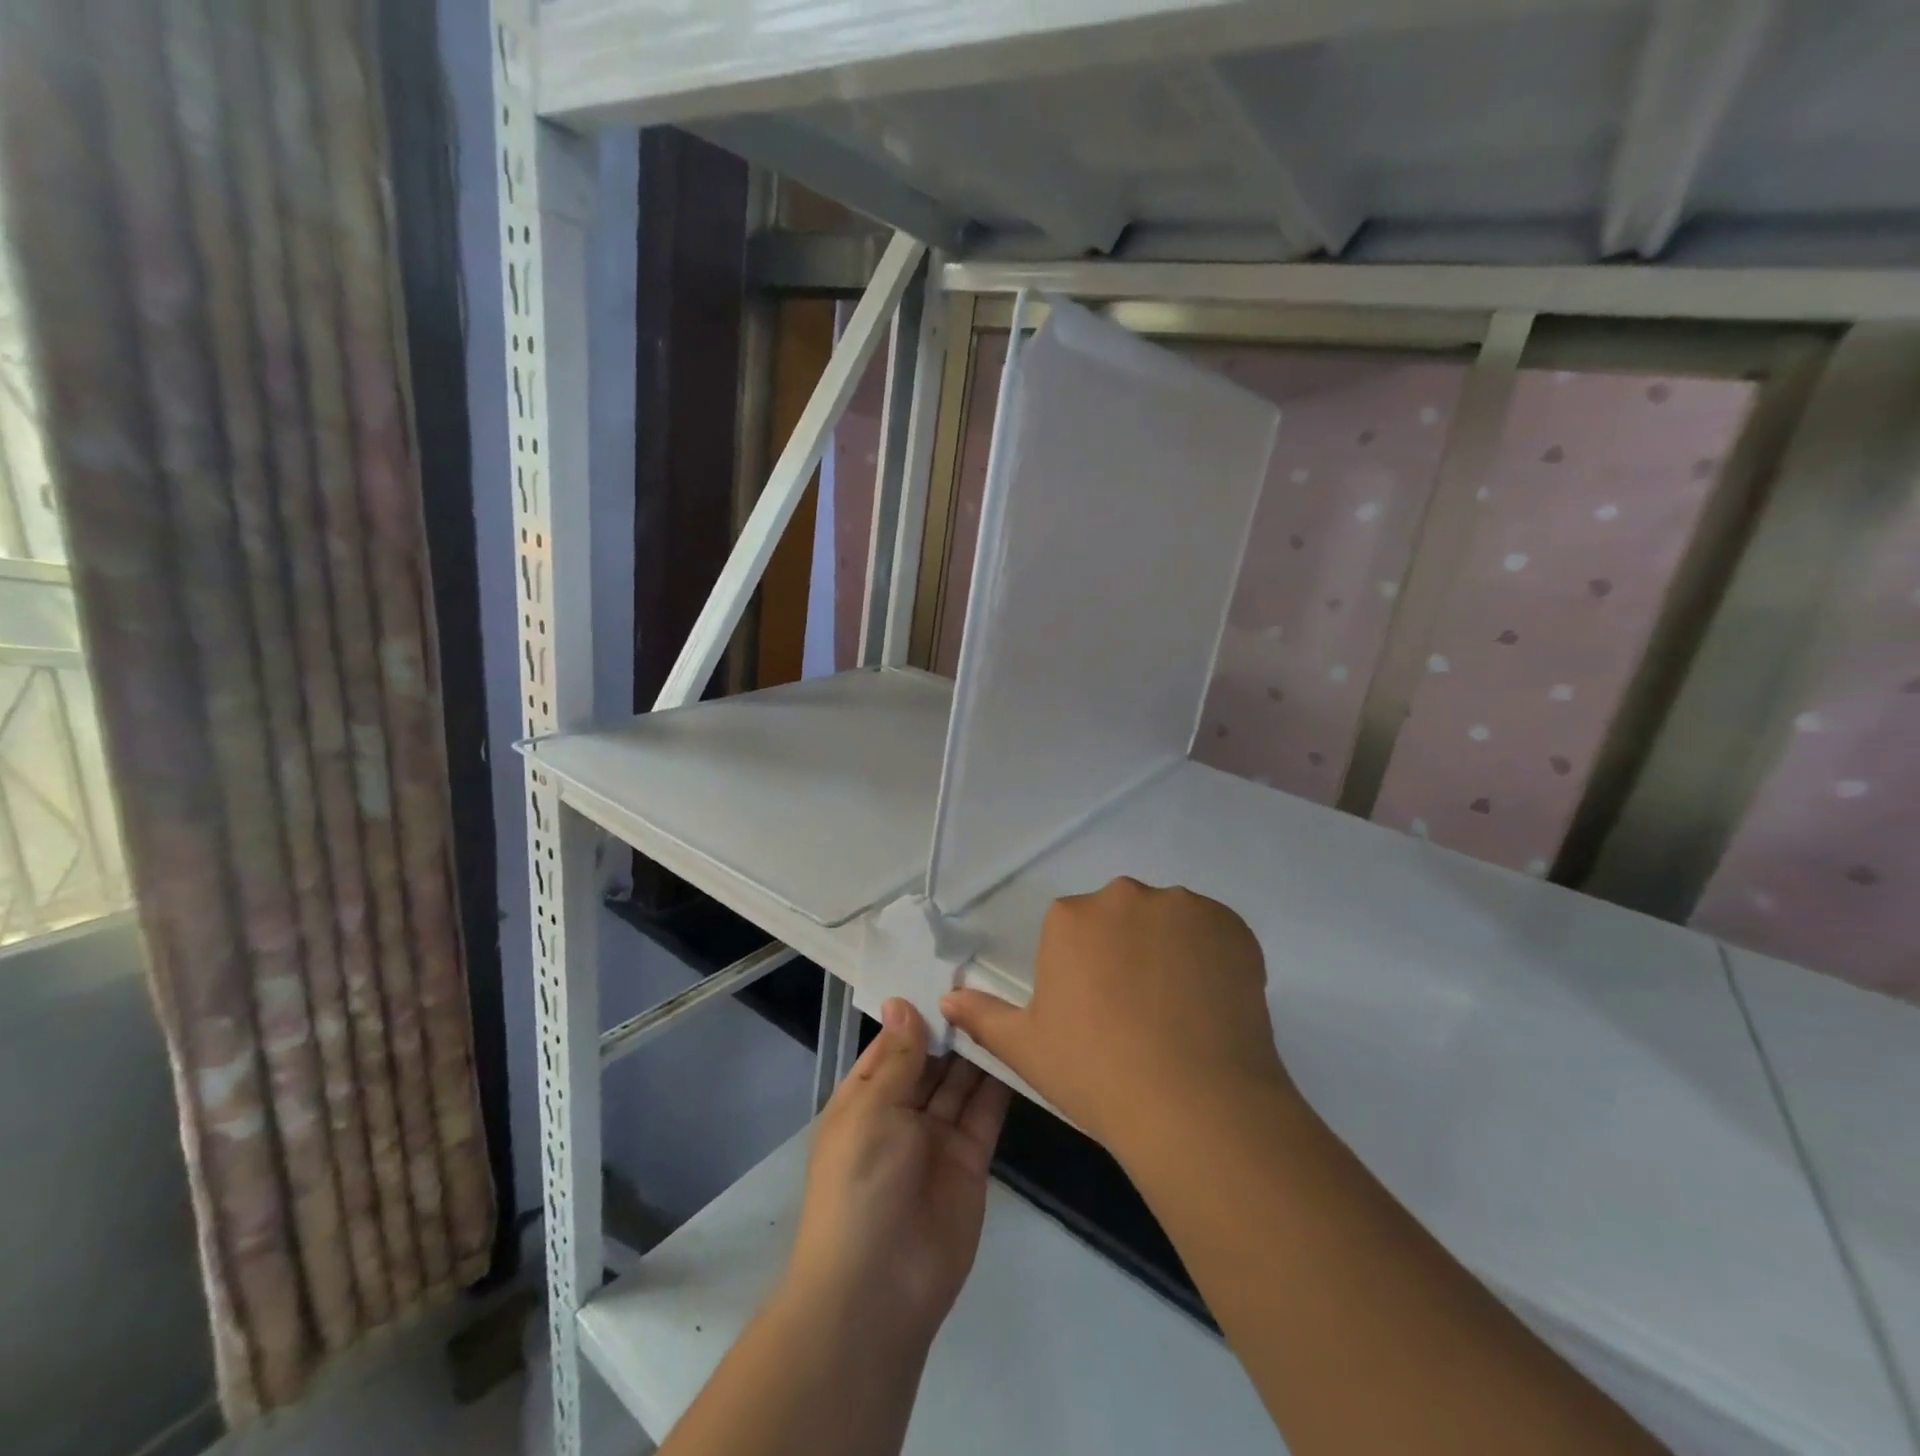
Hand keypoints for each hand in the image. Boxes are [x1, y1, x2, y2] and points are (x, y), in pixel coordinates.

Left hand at [786, 997, 1011, 1346]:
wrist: (878, 1291)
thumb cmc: (860, 1186)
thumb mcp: (871, 1110)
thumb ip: (897, 1056)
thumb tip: (901, 1001)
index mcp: (865, 1097)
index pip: (894, 1043)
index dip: (918, 1012)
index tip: (948, 972)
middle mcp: (901, 1112)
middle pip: (932, 1060)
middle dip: (953, 1028)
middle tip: (988, 978)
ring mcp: (937, 1138)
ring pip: (961, 1082)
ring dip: (978, 1050)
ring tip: (1007, 1003)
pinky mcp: (971, 1161)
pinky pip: (985, 1113)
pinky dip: (1000, 1084)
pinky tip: (1018, 1047)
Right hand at [941, 877, 1296, 1163]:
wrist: (1194, 1105)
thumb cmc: (1096, 1073)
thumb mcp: (1026, 1048)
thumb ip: (982, 1016)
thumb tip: (946, 997)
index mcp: (1070, 917)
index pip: (1073, 931)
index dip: (1085, 973)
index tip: (1098, 1014)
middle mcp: (1124, 896)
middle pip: (1120, 917)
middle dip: (1124, 952)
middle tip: (1138, 1014)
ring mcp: (1182, 907)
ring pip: (1167, 922)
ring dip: (1168, 951)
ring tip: (1179, 1013)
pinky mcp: (1231, 925)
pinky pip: (1213, 932)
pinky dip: (1211, 958)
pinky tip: (1211, 1006)